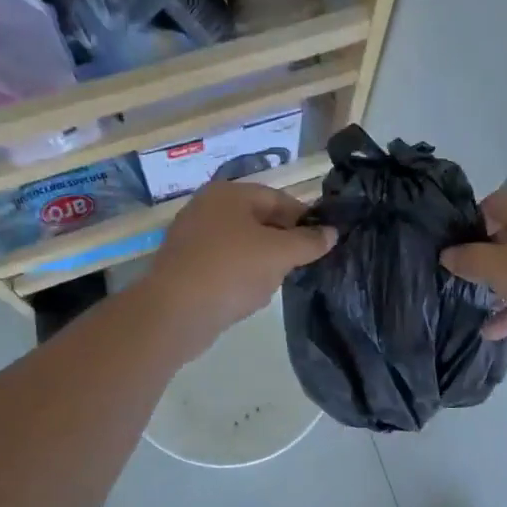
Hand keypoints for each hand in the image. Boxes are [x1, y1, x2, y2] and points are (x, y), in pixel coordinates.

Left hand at [142, 180, 335, 355]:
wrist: (175, 312)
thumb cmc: (232, 271)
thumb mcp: (280, 254)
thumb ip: (309, 241)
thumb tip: (331, 233)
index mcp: (229, 194)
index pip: (278, 198)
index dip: (304, 218)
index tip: (323, 242)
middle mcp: (206, 208)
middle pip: (259, 221)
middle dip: (283, 242)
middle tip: (301, 265)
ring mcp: (192, 237)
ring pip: (242, 245)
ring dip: (262, 262)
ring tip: (274, 283)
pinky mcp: (184, 266)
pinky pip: (223, 265)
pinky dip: (240, 277)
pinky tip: (248, 296)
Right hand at [440, 184, 506, 358]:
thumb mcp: (500, 270)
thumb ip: (467, 258)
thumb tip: (448, 254)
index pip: (489, 206)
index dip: (467, 234)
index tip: (456, 263)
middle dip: (487, 262)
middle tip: (468, 287)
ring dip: (506, 285)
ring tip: (481, 310)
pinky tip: (500, 328)